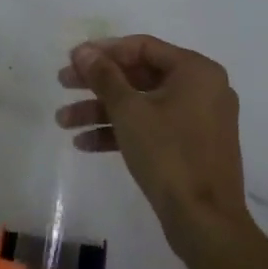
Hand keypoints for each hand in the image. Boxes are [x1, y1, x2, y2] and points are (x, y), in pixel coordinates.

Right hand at [56, 35, 248, 245]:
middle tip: (63, 85)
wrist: (205, 221)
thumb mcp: (129, 110)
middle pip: (139, 75)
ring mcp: (199, 119)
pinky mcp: (192, 147)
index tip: (72, 59)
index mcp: (196, 71)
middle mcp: (202, 88)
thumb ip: (104, 75)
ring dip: (101, 110)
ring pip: (142, 104)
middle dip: (97, 83)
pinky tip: (85, 143)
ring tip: (63, 121)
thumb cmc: (168, 154)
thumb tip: (82, 51)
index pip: (142, 47)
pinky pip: (152, 127)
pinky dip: (121, 131)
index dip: (103, 51)